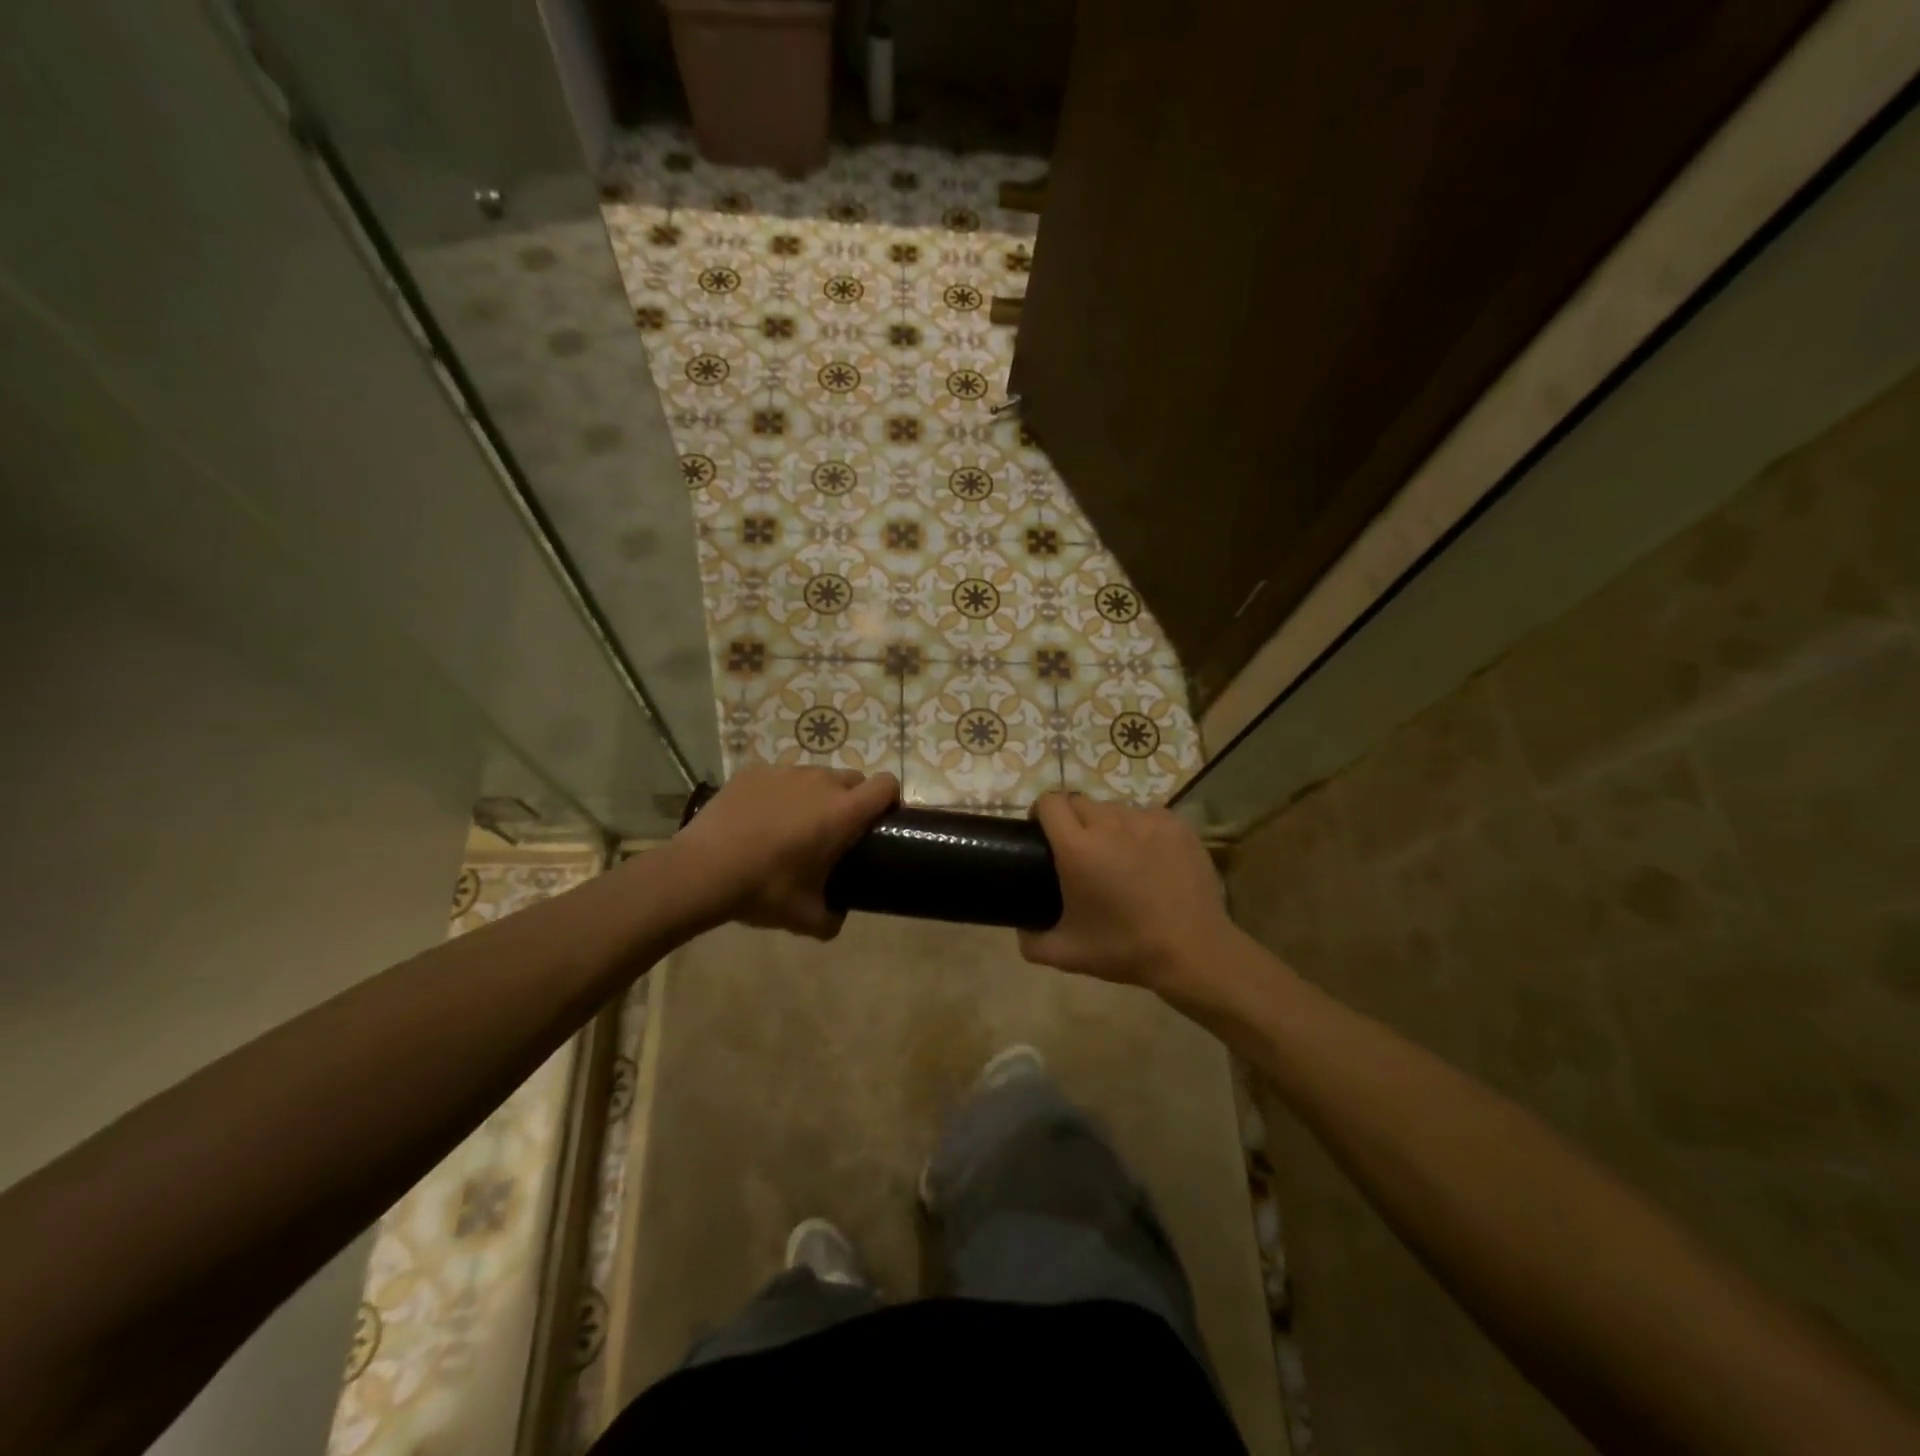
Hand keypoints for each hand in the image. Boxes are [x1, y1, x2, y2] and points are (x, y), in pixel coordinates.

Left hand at [670, 764, 898, 938]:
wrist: (701, 871)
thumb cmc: (764, 890)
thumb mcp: (806, 917)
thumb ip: (832, 918)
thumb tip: (836, 918)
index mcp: (843, 812)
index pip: (886, 786)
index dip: (890, 800)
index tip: (881, 822)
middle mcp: (820, 782)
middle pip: (853, 779)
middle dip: (853, 801)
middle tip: (834, 833)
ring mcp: (785, 772)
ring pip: (815, 777)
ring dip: (815, 796)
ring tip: (792, 826)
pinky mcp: (754, 771)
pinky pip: (780, 778)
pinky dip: (779, 794)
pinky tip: (758, 819)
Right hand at [1019, 793, 1233, 994]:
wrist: (1193, 951)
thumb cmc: (1126, 949)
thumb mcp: (1067, 954)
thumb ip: (1031, 942)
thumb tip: (1021, 928)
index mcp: (1077, 848)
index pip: (1050, 802)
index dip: (1041, 813)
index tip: (1043, 834)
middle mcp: (1109, 824)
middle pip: (1080, 802)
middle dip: (1072, 820)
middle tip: (1079, 851)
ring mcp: (1147, 821)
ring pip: (1114, 808)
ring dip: (1107, 825)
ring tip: (1117, 855)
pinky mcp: (1176, 824)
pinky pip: (1147, 814)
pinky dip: (1140, 829)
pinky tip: (1148, 856)